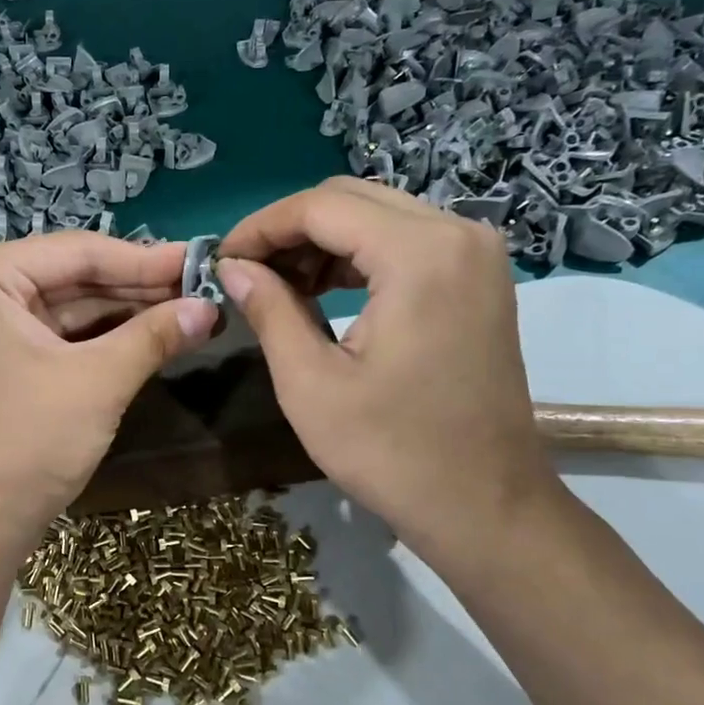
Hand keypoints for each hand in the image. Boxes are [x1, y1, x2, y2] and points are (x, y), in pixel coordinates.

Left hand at [0, 232, 217, 543]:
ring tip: (190, 310)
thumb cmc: (27, 441)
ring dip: (128, 312)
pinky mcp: (4, 358)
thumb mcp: (98, 381)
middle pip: (75, 276)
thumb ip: (155, 335)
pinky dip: (105, 337)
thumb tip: (210, 307)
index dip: (145, 259)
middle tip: (203, 287)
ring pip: (72, 306)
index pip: (78, 251)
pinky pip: (62, 335)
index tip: (200, 261)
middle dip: (139, 286)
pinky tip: (154, 334)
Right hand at [217, 177, 558, 567]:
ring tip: (275, 285)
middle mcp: (457, 234)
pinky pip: (404, 241)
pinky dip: (355, 256)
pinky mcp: (478, 277)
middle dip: (288, 230)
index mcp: (419, 254)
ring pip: (376, 216)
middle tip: (243, 272)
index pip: (321, 207)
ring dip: (320, 241)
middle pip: (350, 199)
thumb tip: (232, 267)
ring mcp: (475, 253)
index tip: (219, 259)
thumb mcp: (310, 383)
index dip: (260, 227)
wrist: (484, 505)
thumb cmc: (392, 452)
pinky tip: (320, 290)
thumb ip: (269, 309)